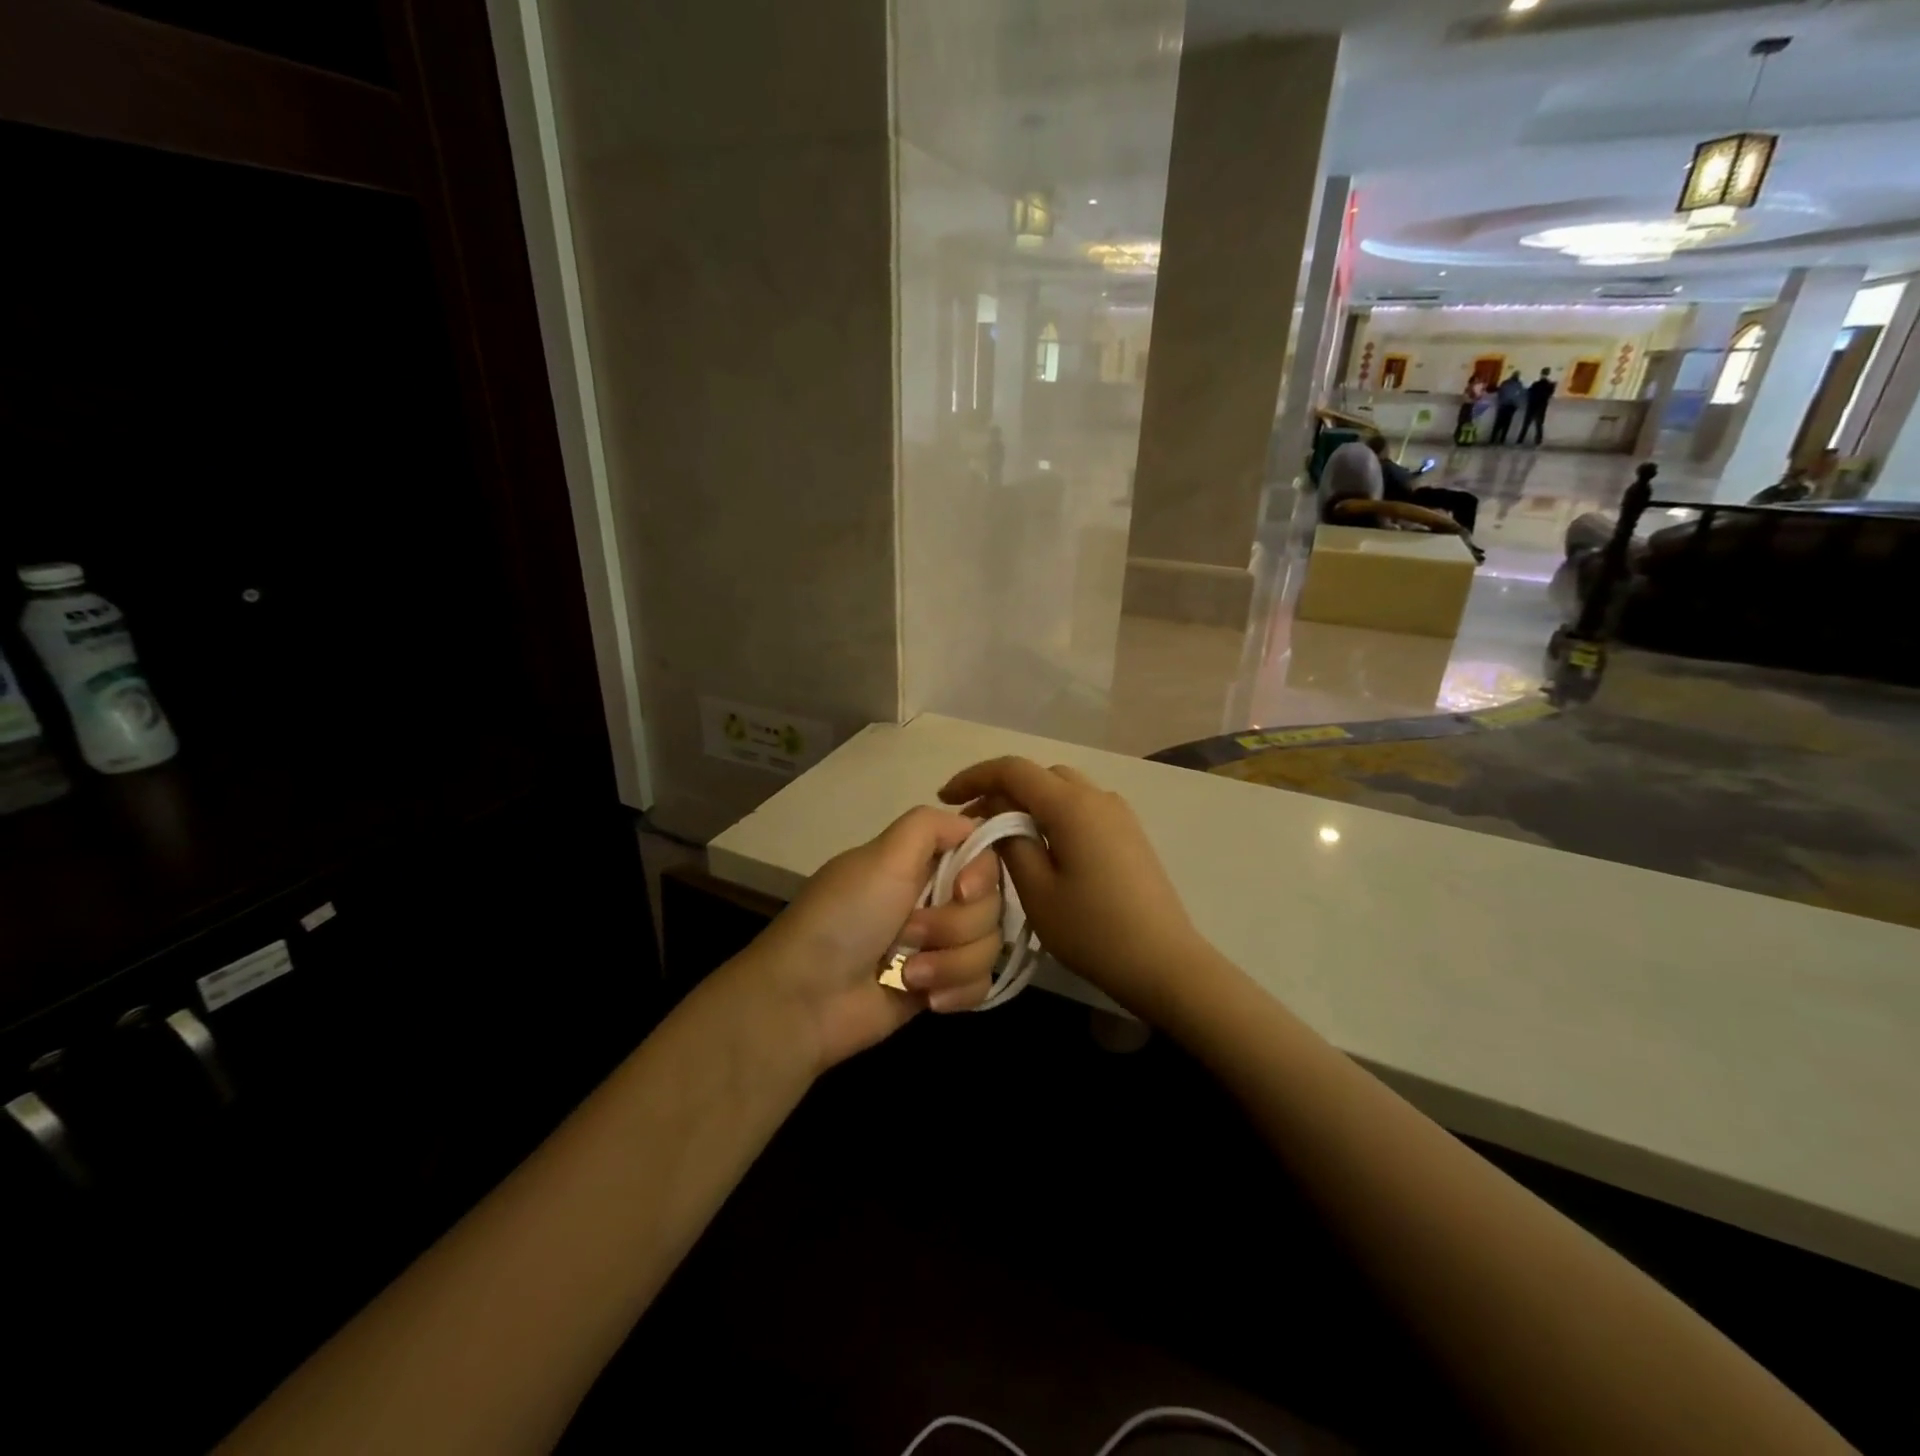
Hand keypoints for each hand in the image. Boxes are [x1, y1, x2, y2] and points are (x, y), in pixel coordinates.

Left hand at [750, 807, 1004, 1072]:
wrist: (806, 999)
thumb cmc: (845, 918)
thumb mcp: (883, 855)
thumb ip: (930, 825)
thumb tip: (972, 823)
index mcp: (921, 862)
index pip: (984, 856)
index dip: (982, 875)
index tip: (961, 890)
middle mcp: (935, 898)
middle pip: (992, 905)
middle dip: (954, 926)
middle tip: (908, 934)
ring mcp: (940, 945)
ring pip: (989, 946)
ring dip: (949, 963)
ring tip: (908, 974)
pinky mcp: (941, 986)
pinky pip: (981, 985)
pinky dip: (955, 991)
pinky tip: (926, 999)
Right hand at [939, 758, 1206, 1020]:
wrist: (1165, 963)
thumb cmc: (1093, 930)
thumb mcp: (1037, 891)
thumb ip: (1010, 845)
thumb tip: (997, 820)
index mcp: (1072, 805)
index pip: (1013, 770)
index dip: (974, 778)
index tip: (945, 798)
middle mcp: (1097, 796)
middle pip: (1038, 776)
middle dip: (1000, 791)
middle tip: (971, 824)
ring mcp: (1118, 814)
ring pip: (1061, 790)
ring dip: (1027, 803)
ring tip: (1002, 836)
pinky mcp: (1128, 834)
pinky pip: (1081, 809)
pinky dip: (1052, 815)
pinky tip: (1041, 847)